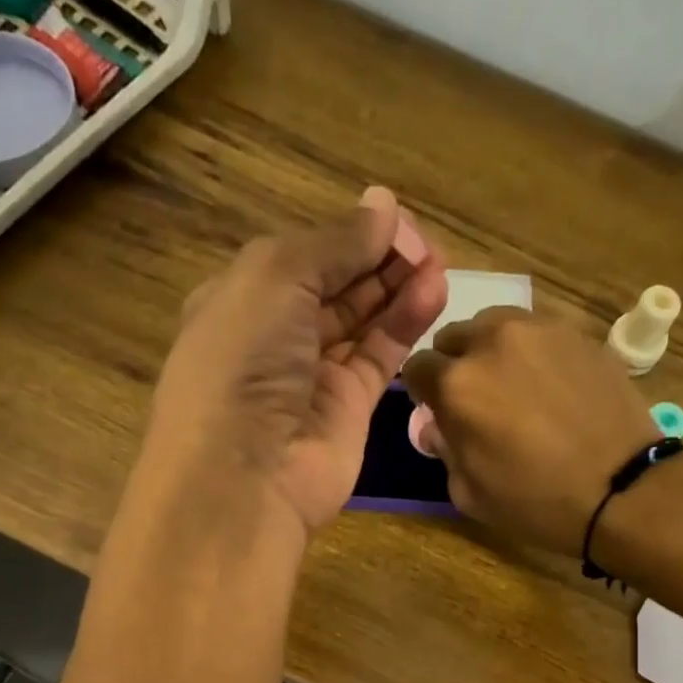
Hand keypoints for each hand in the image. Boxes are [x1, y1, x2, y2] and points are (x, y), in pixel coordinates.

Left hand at [140, 187, 448, 542]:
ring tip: (439, 263)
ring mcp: (314, 377)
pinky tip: (434, 293)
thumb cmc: (243, 362)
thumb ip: (334, 243)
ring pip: (363, 321)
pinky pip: (380, 357)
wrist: (244, 476)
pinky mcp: (349, 410)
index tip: (394, 218)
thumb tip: (384, 206)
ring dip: (399, 288)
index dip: (348, 235)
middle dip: (379, 260)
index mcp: (243, 299)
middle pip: (337, 286)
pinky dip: (406, 324)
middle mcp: (277, 337)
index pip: (304, 256)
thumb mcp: (275, 279)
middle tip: (425, 243)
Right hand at [403, 308, 660, 555]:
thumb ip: (444, 451)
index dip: (424, 392)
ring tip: (514, 385)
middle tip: (478, 399)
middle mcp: (492, 343)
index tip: (439, 410)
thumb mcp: (470, 494)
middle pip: (454, 336)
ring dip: (493, 350)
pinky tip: (551, 386)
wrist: (621, 489)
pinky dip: (533, 353)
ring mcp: (540, 330)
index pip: (417, 367)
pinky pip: (539, 332)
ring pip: (496, 325)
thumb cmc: (536, 502)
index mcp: (457, 385)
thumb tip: (438, 427)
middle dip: (456, 364)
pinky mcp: (578, 333)